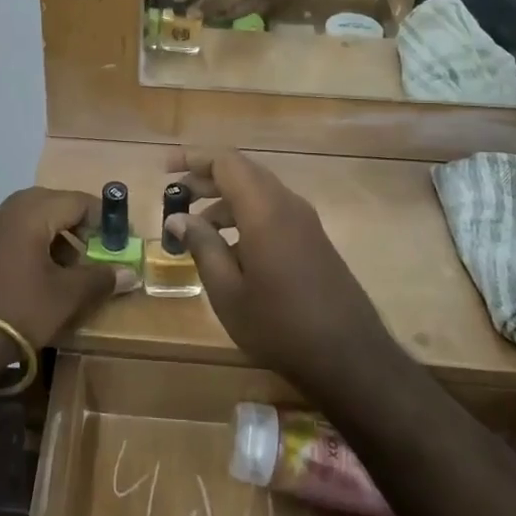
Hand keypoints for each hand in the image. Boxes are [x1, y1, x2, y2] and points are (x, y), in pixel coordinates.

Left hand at [0, 188, 119, 357]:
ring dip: (59, 238)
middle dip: (81, 227)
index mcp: (32, 211)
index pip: (79, 200)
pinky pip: (17, 234)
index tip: (122, 242)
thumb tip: (131, 273)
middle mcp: (9, 209)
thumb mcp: (66, 296)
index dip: (105, 219)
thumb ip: (100, 278)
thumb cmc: (18, 309)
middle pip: (56, 205)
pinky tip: (44, 277)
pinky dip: (37, 246)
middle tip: (99, 252)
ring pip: (35, 220)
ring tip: (74, 269)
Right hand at [162, 149, 394, 388]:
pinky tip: (230, 248)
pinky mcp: (314, 239)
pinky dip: (246, 215)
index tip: (165, 169)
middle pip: (243, 172)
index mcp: (264, 210)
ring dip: (225, 200)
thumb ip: (202, 246)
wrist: (350, 357)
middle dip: (206, 178)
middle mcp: (287, 205)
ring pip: (259, 192)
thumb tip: (178, 219)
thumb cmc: (279, 325)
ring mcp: (305, 222)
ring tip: (196, 227)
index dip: (193, 158)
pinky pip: (274, 211)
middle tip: (176, 196)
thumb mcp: (228, 291)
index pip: (226, 162)